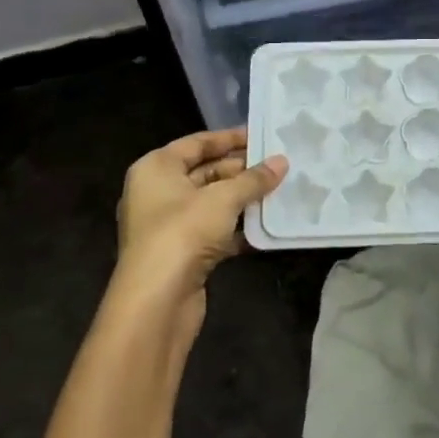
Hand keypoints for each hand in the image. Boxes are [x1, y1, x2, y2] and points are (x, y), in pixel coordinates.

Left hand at [114, 129, 286, 312]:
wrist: (156, 302)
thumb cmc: (183, 233)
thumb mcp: (224, 199)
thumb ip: (254, 179)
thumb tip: (282, 161)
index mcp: (156, 169)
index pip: (197, 143)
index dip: (229, 138)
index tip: (262, 135)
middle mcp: (156, 192)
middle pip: (204, 172)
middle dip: (240, 170)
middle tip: (277, 166)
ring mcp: (167, 225)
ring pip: (211, 203)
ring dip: (241, 200)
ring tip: (278, 191)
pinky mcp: (180, 253)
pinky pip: (212, 230)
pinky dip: (235, 228)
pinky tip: (264, 226)